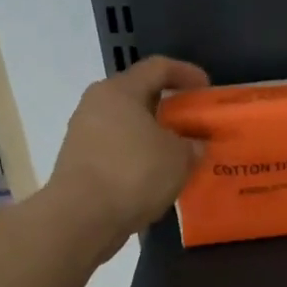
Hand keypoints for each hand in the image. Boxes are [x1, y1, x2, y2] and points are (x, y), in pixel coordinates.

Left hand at [45, 56, 209, 257]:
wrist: (81, 218)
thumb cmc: (134, 173)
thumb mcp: (179, 156)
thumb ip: (192, 144)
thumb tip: (193, 144)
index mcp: (120, 90)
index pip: (158, 68)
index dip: (186, 73)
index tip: (207, 89)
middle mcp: (97, 105)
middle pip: (139, 96)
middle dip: (169, 108)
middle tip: (194, 123)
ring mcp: (84, 134)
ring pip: (128, 125)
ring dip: (154, 135)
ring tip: (180, 154)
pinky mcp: (80, 163)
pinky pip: (118, 150)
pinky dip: (139, 157)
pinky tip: (158, 176)